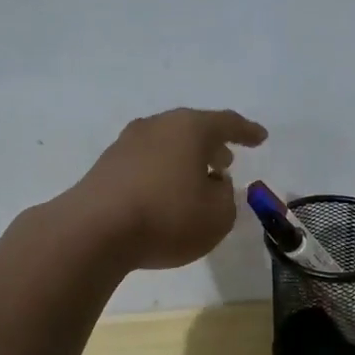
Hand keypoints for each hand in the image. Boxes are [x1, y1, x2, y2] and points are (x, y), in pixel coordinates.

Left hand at [71, 108, 268, 270]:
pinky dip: (163, 172)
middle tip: (226, 161)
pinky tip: (166, 193)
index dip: (247, 131)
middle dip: (212, 144)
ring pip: (167, 144)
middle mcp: (157, 126)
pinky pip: (146, 162)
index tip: (261, 137)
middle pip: (192, 129)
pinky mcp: (106, 166)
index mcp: (190, 128)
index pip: (226, 123)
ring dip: (186, 159)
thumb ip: (226, 198)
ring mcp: (127, 143)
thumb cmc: (167, 217)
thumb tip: (214, 185)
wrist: (93, 231)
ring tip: (198, 179)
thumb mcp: (217, 216)